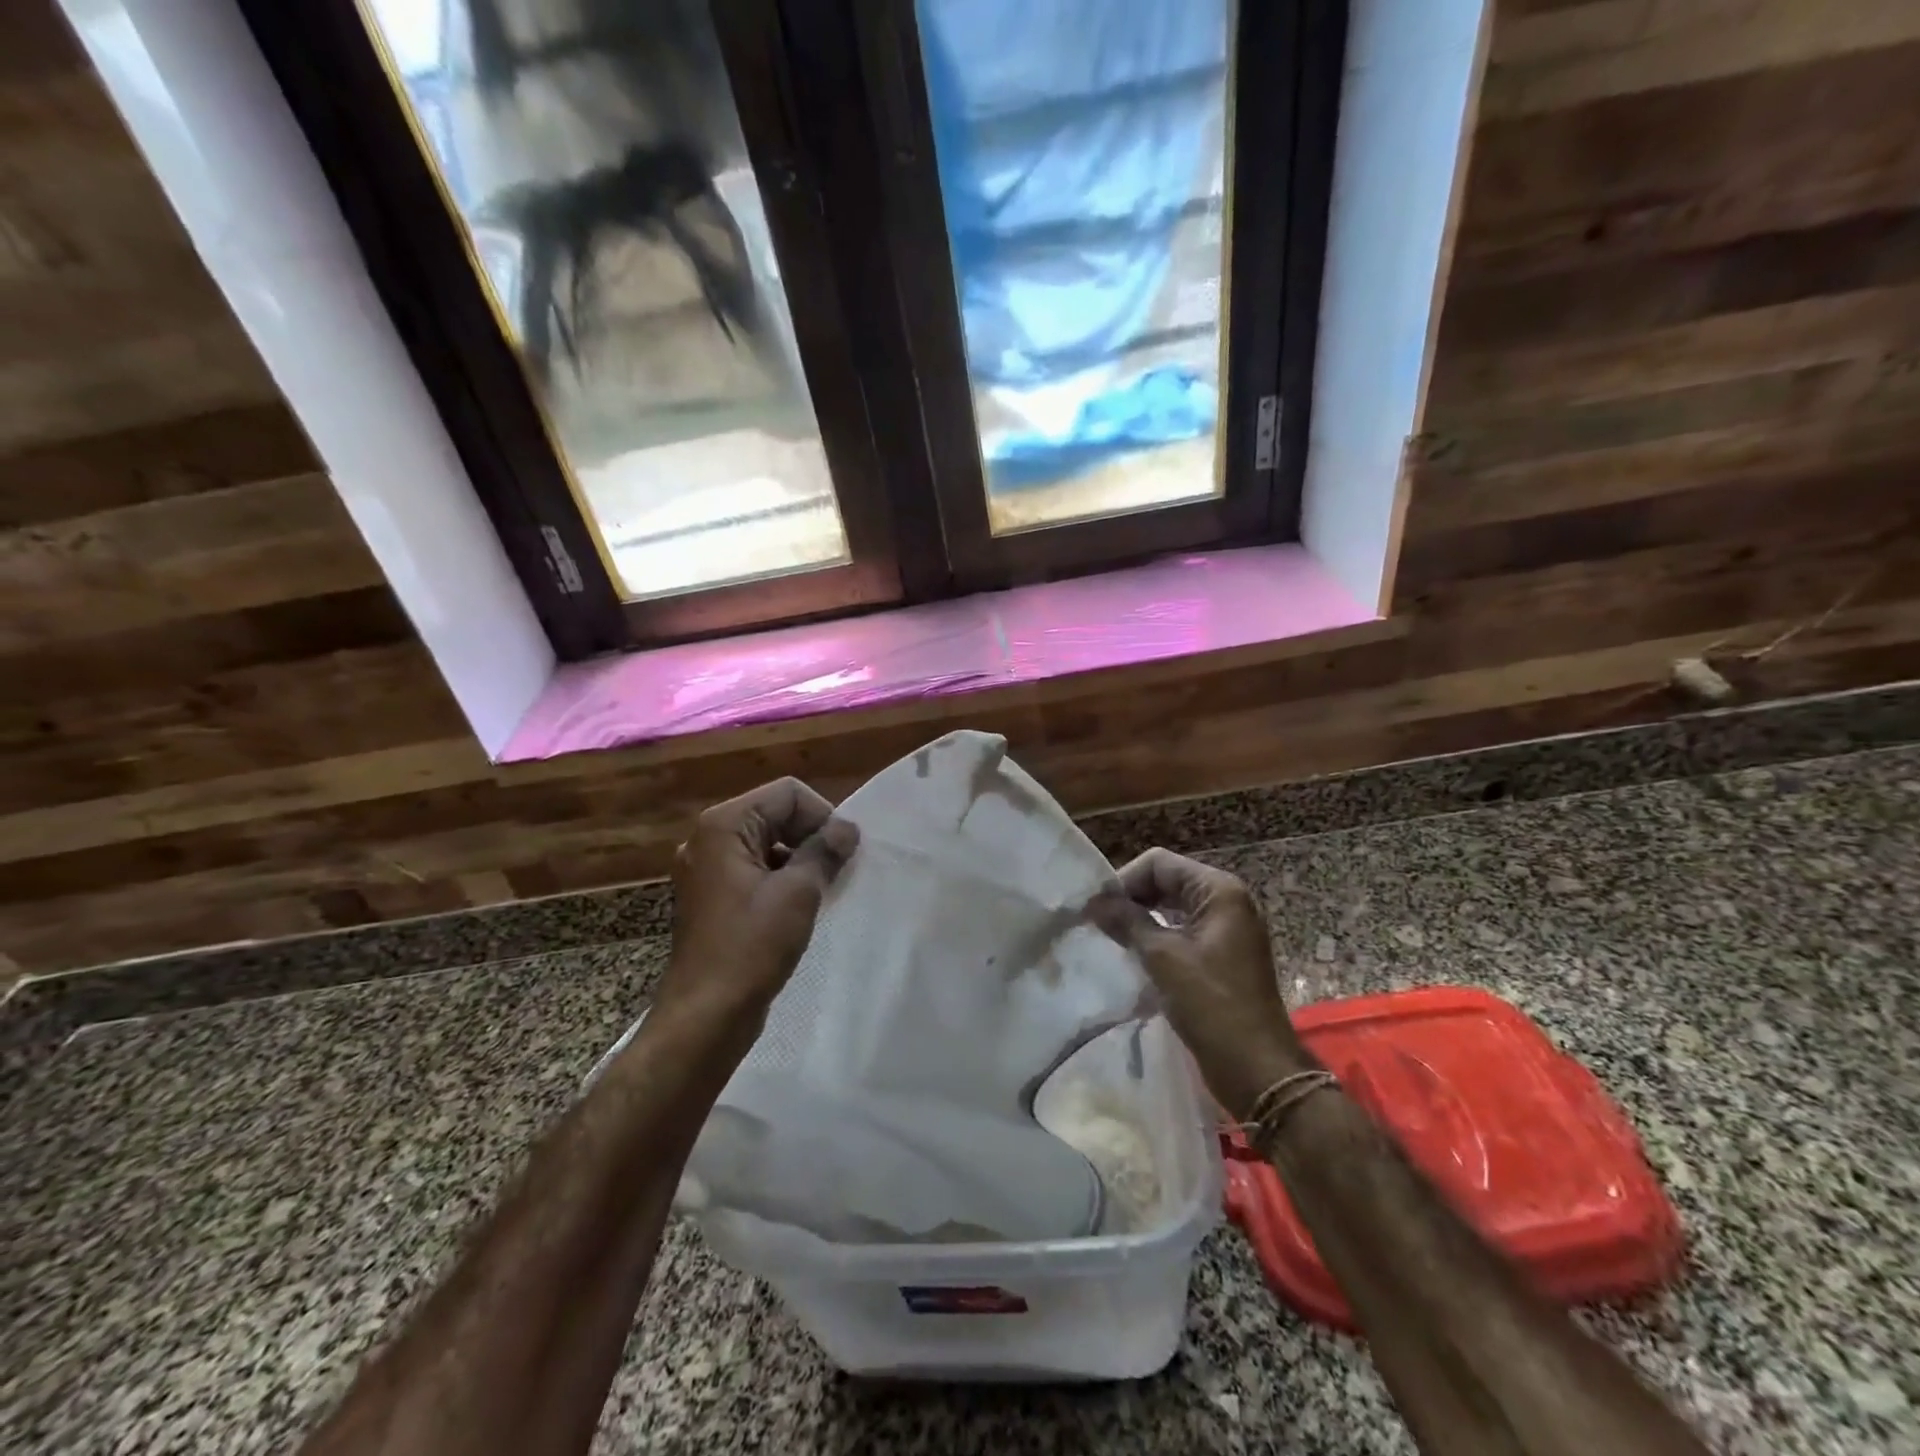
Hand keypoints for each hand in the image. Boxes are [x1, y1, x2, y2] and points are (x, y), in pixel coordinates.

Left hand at [657, 778, 858, 1031]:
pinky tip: (800, 907)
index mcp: (723, 826)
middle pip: (775, 814)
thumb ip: (825, 851)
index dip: (822, 815)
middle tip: (838, 870)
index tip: (842, 852)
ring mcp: (708, 869)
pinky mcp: (712, 897)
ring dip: (799, 859)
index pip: (787, 794)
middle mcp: (709, 839)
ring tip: (823, 889)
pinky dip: (781, 878)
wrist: (706, 1015)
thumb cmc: (751, 947)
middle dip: (811, 836)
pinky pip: (755, 870)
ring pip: (767, 843)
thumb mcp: (798, 893)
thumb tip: (847, 828)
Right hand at [1089, 849, 1312, 1117]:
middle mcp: (1227, 902)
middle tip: (1099, 923)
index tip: (1096, 909)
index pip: (1159, 864)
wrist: (1257, 1068)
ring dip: (1142, 919)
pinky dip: (1158, 938)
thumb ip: (1127, 921)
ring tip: (1112, 939)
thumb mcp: (1162, 957)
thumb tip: (1094, 901)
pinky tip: (1135, 957)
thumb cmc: (1211, 1004)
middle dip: (1132, 898)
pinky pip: (1183, 932)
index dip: (1125, 880)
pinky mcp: (1223, 956)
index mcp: (1219, 891)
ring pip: (1173, 909)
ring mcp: (1227, 930)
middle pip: (1167, 882)